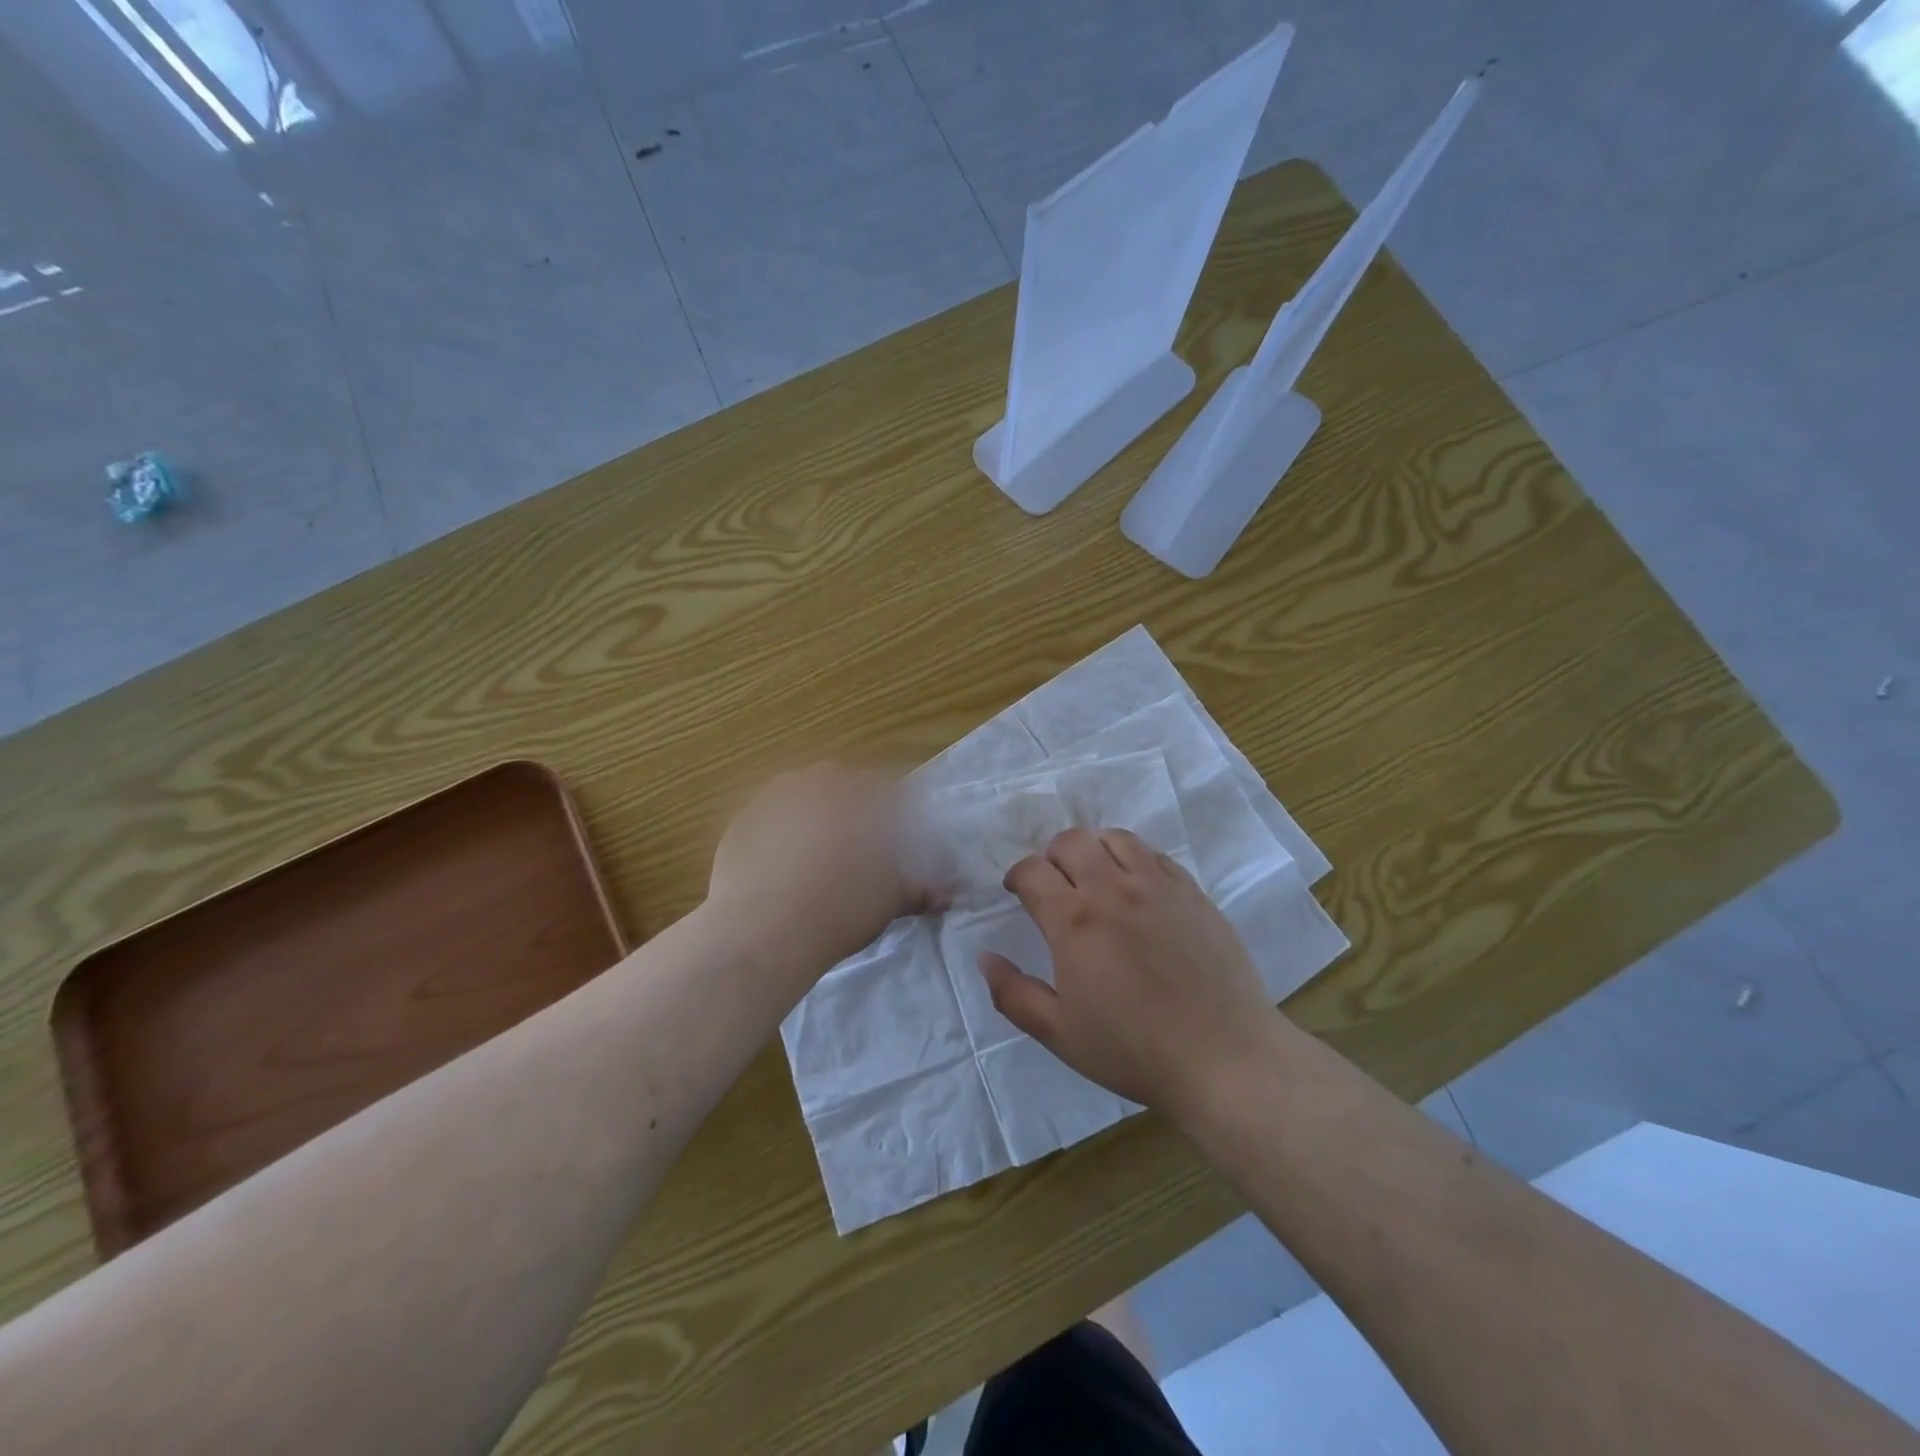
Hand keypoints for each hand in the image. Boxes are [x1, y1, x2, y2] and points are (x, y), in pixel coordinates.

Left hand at [706, 763, 938, 985]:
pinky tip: (779, 867)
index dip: (895, 814)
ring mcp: (773, 797)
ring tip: (815, 856)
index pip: (889, 790)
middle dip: (851, 807)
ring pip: (801, 796)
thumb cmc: (842, 907)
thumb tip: (947, 896)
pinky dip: (778, 834)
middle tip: (856, 846)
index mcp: (861, 792)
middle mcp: (818, 782)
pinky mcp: (740, 820)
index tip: (895, 840)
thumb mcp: (890, 900)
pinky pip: (768, 819)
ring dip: (812, 815)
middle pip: (841, 784)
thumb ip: (919, 890)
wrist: (765, 929)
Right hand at [980, 827, 1279, 1115]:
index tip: (1017, 891)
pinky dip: (1134, 859)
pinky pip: (1154, 855)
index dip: (1017, 876)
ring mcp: (1158, 886)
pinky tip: (1136, 888)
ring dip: (1094, 849)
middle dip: (1051, 856)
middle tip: (1054, 884)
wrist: (1223, 1057)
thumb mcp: (1059, 1033)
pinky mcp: (1192, 892)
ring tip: (1094, 876)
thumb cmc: (1134, 1050)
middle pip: (1071, 841)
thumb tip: (984, 957)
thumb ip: (1013, 993)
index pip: (1032, 870)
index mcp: (1074, 920)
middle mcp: (1113, 889)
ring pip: (1115, 838)